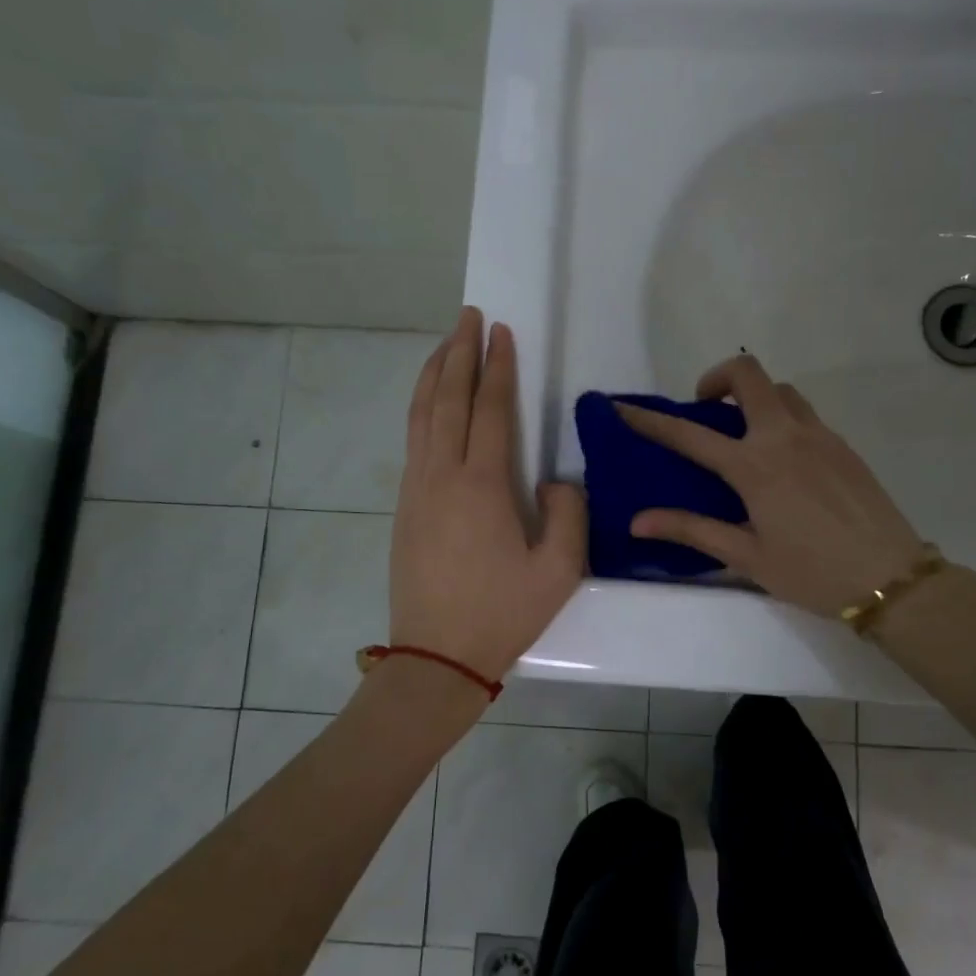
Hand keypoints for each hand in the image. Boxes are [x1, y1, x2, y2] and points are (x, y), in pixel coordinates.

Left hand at [391, 308, 586, 683]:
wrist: (436, 659)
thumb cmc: (502, 614)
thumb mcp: (559, 571)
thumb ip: (569, 514)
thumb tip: (556, 481)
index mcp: (482, 486)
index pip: (490, 410)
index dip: (497, 367)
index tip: (500, 331)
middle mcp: (442, 476)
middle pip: (448, 399)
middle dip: (459, 353)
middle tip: (468, 317)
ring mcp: (417, 489)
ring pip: (420, 415)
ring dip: (433, 374)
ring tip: (445, 344)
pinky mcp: (405, 507)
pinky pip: (413, 440)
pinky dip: (421, 407)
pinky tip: (430, 403)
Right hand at [616, 354, 932, 618]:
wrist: (892, 579)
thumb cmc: (812, 572)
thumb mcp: (746, 556)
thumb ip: (692, 530)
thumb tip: (638, 521)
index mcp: (755, 466)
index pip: (689, 434)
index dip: (650, 419)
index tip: (622, 407)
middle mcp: (785, 437)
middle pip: (747, 375)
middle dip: (715, 378)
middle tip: (704, 411)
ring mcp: (819, 435)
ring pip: (780, 390)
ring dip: (752, 396)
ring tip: (742, 433)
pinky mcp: (843, 444)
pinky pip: (804, 413)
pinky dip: (780, 417)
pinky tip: (781, 458)